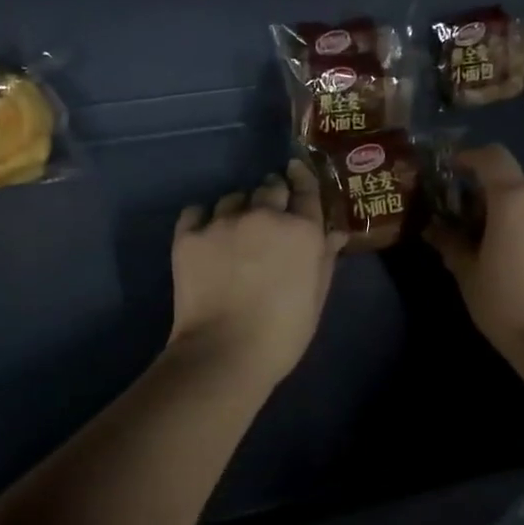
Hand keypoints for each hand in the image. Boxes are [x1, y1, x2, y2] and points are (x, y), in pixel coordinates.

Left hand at [167, 162, 344, 389]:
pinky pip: (197, 211)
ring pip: (233, 198)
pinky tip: (206, 236)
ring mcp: (223, 222)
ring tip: (234, 232)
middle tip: (267, 219)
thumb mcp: (315, 299)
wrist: (224, 353)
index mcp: (302, 231)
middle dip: (271, 197)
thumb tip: (334, 232)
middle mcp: (264, 216)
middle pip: (270, 188)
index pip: (306, 189)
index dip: (302, 178)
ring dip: (238, 209)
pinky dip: (203, 219)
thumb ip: (324, 259)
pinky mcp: (189, 235)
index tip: (295, 171)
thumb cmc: (282, 334)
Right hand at [426, 144, 523, 359]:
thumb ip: (451, 242)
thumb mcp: (468, 274)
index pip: (493, 157)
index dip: (471, 157)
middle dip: (497, 190)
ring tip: (511, 238)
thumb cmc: (505, 304)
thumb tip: (434, 228)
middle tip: (479, 218)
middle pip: (520, 178)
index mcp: (515, 199)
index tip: (455, 169)